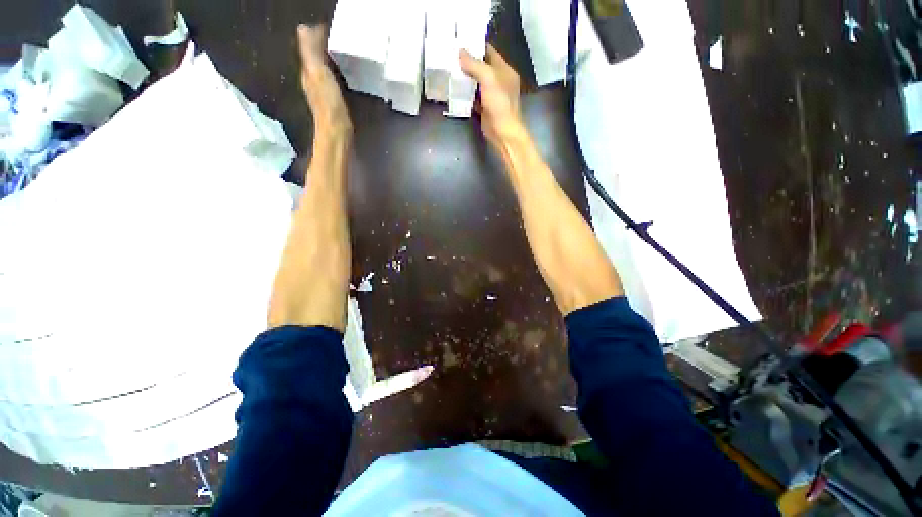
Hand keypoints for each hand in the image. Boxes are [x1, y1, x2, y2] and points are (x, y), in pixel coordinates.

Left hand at [297, 25, 352, 139]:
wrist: (336, 133)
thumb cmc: (329, 105)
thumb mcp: (319, 75)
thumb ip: (311, 53)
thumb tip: (303, 28)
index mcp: (308, 71)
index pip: (309, 47)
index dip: (317, 35)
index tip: (329, 26)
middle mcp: (312, 80)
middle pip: (315, 57)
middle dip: (323, 45)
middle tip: (336, 36)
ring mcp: (323, 92)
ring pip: (324, 69)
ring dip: (330, 59)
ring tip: (342, 51)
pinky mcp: (333, 102)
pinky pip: (332, 80)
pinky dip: (336, 72)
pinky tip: (344, 73)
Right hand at [459, 45, 523, 148]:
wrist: (503, 132)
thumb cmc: (500, 104)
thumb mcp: (489, 79)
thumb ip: (475, 64)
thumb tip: (460, 52)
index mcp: (505, 70)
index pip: (489, 52)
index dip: (476, 45)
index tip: (460, 41)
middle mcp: (499, 81)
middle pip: (482, 67)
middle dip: (468, 62)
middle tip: (451, 56)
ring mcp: (492, 96)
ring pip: (477, 82)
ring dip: (466, 78)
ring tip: (450, 70)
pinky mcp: (485, 108)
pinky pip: (474, 97)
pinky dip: (466, 94)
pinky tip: (455, 90)